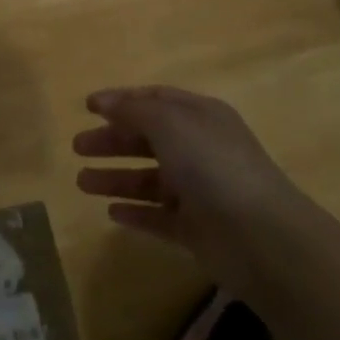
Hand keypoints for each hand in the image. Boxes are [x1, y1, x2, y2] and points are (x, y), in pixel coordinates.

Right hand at [74, 86, 307, 282]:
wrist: (262, 238)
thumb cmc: (213, 166)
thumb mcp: (170, 124)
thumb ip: (133, 110)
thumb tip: (104, 101)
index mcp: (200, 117)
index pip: (155, 101)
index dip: (121, 101)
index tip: (87, 106)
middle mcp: (199, 150)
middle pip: (148, 139)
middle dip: (112, 141)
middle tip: (77, 147)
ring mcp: (199, 192)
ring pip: (149, 180)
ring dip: (115, 179)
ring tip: (81, 182)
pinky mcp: (197, 231)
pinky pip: (159, 218)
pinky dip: (136, 213)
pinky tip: (111, 213)